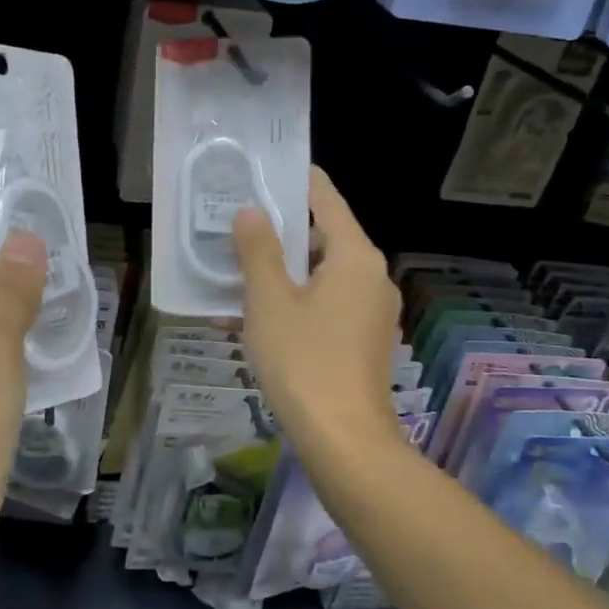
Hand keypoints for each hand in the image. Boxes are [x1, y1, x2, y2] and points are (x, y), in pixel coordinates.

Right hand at [232, 167, 404, 476]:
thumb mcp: (269, 300)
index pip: (326, 199)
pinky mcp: (364, 341)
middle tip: (237, 225)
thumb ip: (258, 250)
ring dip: (281, 272)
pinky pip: (326, 305)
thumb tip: (250, 212)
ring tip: (235, 273)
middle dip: (280, 233)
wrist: (344, 440)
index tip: (265, 168)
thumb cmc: (303, 360)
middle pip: (324, 238)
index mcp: (356, 257)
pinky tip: (254, 317)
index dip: (296, 180)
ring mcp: (372, 311)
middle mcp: (373, 276)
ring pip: (321, 275)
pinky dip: (295, 302)